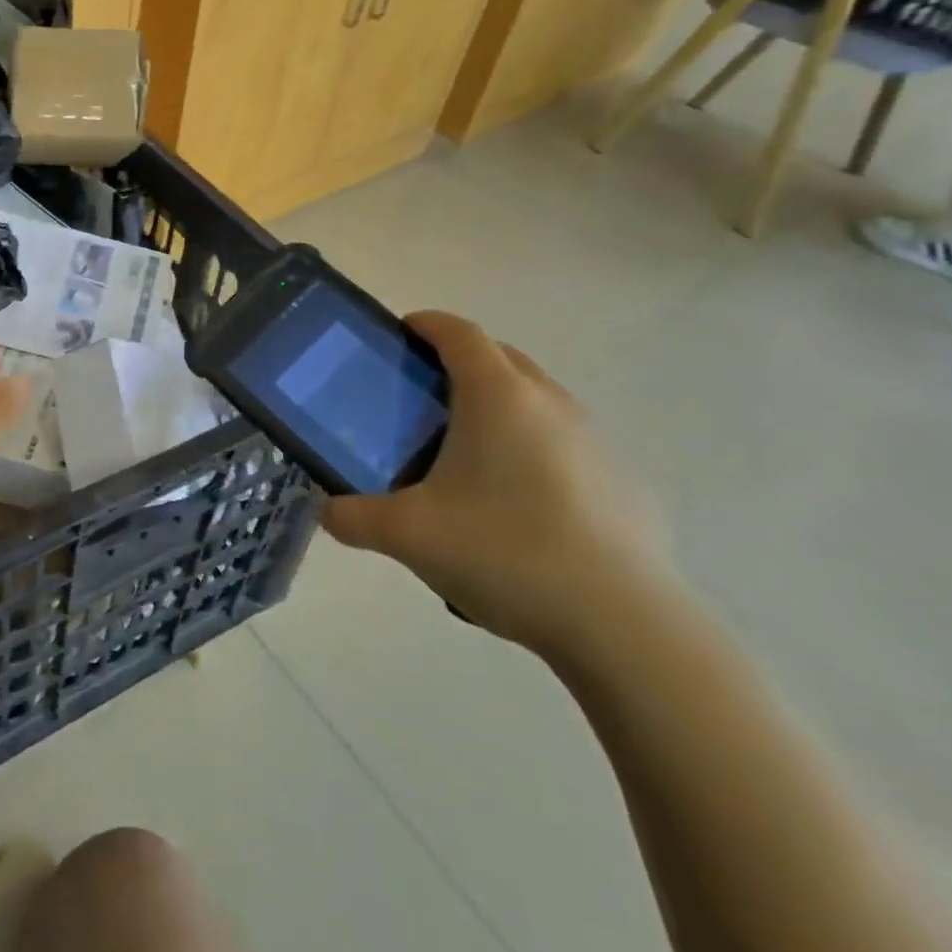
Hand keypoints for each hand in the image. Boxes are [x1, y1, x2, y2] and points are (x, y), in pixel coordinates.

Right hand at [321, 311, 674, 658]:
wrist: (625, 627)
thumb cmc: (505, 553)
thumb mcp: (407, 536)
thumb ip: (352, 517)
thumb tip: (325, 512)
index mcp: (498, 397)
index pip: (459, 332)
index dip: (426, 324)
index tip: (398, 335)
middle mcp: (550, 403)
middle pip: (500, 356)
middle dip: (459, 360)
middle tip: (421, 395)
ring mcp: (595, 440)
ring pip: (537, 398)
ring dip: (499, 403)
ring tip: (465, 451)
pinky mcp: (624, 481)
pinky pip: (565, 440)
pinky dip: (533, 445)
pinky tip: (517, 502)